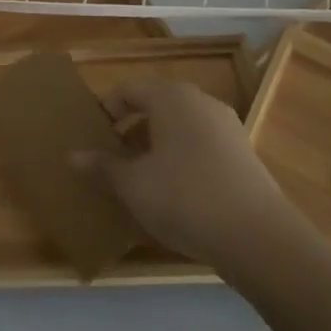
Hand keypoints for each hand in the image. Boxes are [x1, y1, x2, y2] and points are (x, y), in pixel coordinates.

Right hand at [79, 81, 299, 277]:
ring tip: (141, 177)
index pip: (128, 91)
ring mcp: (228, 128)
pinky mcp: (245, 155)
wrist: (259, 239)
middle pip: (156, 106)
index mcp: (171, 97)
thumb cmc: (184, 197)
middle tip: (113, 157)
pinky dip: (183, 159)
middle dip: (132, 129)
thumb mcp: (132, 184)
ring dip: (157, 146)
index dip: (106, 110)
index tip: (93, 137)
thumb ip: (101, 166)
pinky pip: (202, 146)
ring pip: (180, 127)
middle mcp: (201, 102)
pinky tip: (176, 193)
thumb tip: (71, 156)